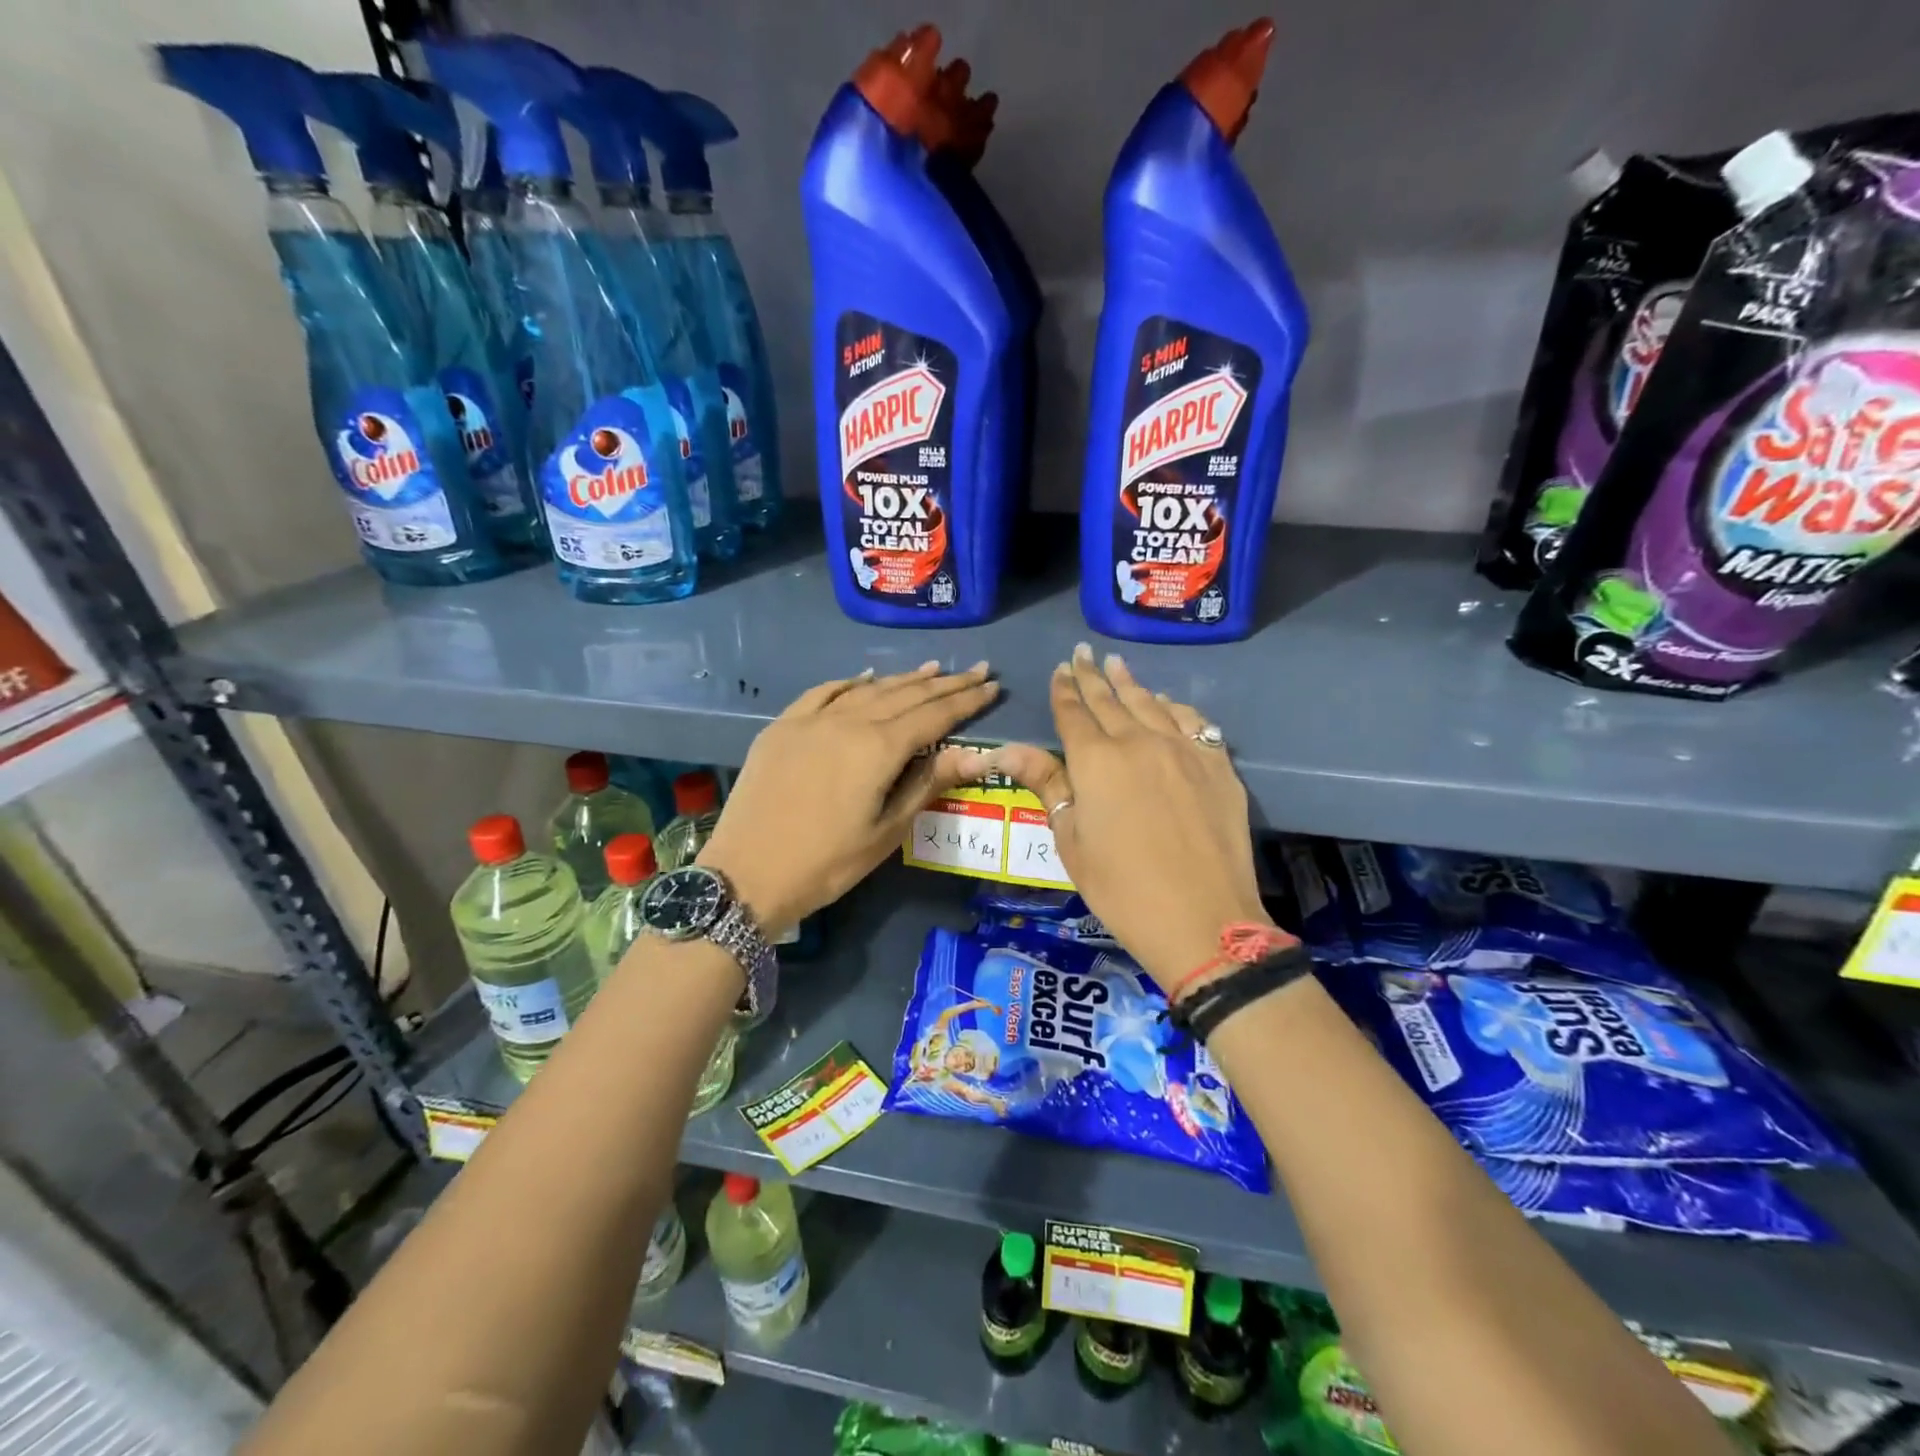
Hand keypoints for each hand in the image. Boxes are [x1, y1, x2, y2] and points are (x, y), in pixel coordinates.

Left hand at [699, 662, 998, 934]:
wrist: (746, 874)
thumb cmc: (826, 863)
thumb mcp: (886, 831)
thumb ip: (928, 784)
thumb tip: (975, 754)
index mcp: (877, 748)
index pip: (933, 716)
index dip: (966, 701)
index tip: (993, 685)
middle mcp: (847, 721)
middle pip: (905, 695)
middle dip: (944, 683)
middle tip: (975, 670)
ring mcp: (810, 720)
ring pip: (867, 689)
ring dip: (903, 679)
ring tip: (932, 669)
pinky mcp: (782, 726)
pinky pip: (824, 693)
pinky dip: (851, 683)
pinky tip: (865, 677)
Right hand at [988, 645, 1276, 991]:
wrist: (1203, 920)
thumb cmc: (1121, 889)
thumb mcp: (1071, 840)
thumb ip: (1047, 785)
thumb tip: (1006, 750)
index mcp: (1096, 760)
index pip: (1074, 714)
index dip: (1064, 691)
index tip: (1060, 670)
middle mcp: (1139, 742)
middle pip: (1110, 701)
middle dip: (1092, 676)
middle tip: (1082, 653)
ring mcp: (1184, 750)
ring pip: (1151, 704)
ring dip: (1130, 683)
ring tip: (1116, 665)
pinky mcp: (1218, 765)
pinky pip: (1193, 721)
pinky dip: (1174, 707)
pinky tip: (1166, 703)